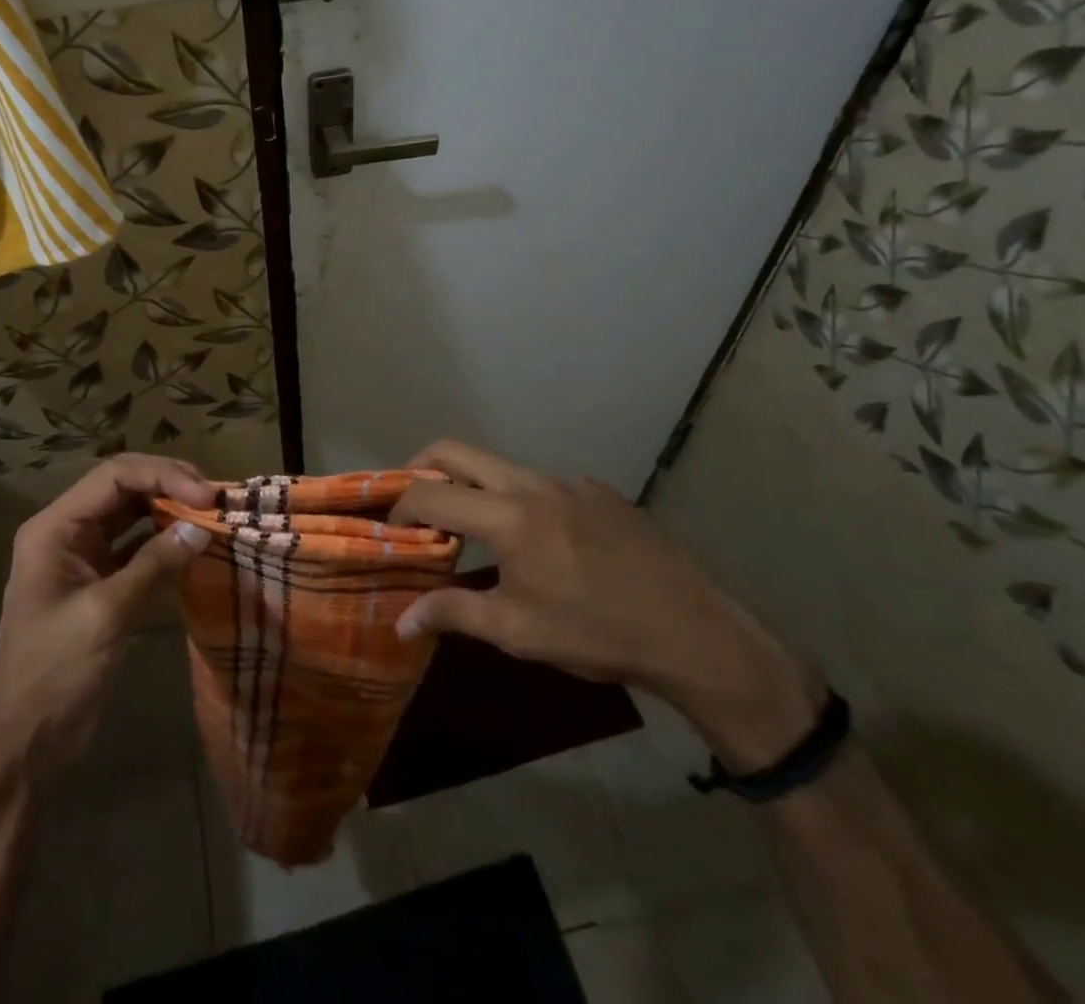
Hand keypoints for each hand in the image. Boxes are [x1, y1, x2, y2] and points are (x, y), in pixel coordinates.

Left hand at [0, 455, 213, 784]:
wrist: (23, 747)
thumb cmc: (54, 674)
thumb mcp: (106, 614)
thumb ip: (154, 565)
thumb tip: (201, 527)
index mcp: (54, 528)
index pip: (114, 476)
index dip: (163, 475)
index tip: (207, 495)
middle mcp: (67, 532)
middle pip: (123, 488)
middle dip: (169, 486)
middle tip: (215, 499)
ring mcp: (82, 558)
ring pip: (132, 515)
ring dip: (170, 511)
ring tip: (211, 515)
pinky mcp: (98, 584)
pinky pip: (136, 548)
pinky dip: (164, 543)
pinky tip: (193, 546)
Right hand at [391, 440, 823, 769]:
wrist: (693, 629)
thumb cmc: (597, 633)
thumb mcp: (519, 631)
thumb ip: (454, 614)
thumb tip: (401, 621)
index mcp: (507, 517)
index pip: (430, 493)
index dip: (400, 507)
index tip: (391, 528)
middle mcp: (531, 484)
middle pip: (455, 451)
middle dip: (421, 468)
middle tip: (412, 503)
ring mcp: (567, 481)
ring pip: (499, 466)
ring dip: (472, 486)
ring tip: (472, 530)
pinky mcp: (597, 490)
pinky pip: (540, 483)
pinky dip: (517, 499)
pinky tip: (539, 543)